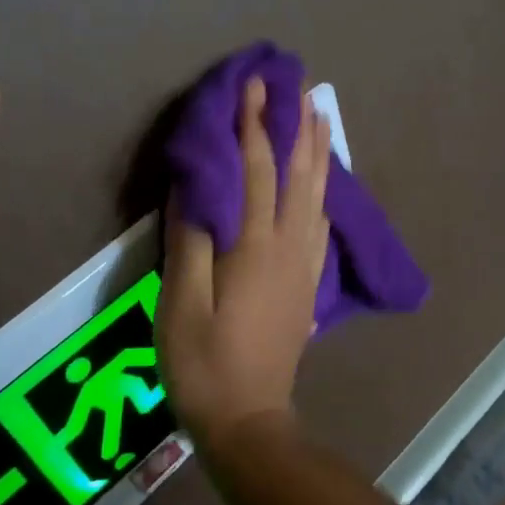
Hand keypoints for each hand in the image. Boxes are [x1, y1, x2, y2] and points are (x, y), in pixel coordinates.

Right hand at [158, 77, 330, 449]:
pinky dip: (323, 193)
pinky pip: (320, 225)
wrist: (249, 419)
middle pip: (297, 174)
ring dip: (318, 153)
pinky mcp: (308, 285)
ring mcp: (304, 267)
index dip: (253, 125)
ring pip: (316, 196)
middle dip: (296, 126)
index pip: (256, 170)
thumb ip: (189, 240)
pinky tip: (323, 185)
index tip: (254, 85)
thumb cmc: (203, 363)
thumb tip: (195, 184)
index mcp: (255, 246)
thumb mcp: (180, 304)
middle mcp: (289, 247)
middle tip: (301, 85)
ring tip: (321, 117)